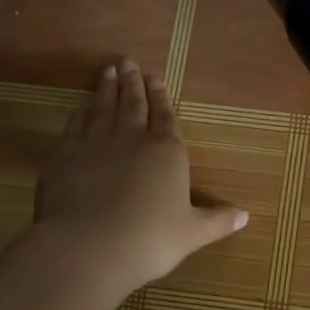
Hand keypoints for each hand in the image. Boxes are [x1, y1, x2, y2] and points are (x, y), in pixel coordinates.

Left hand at [31, 59, 247, 299]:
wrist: (88, 247)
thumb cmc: (149, 240)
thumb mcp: (191, 233)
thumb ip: (217, 221)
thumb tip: (245, 217)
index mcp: (167, 151)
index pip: (165, 116)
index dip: (161, 96)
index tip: (155, 77)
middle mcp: (132, 138)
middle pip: (133, 103)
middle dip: (132, 82)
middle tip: (128, 62)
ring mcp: (95, 143)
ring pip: (103, 107)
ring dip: (106, 88)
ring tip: (108, 70)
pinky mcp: (64, 156)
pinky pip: (75, 125)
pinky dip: (79, 113)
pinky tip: (80, 106)